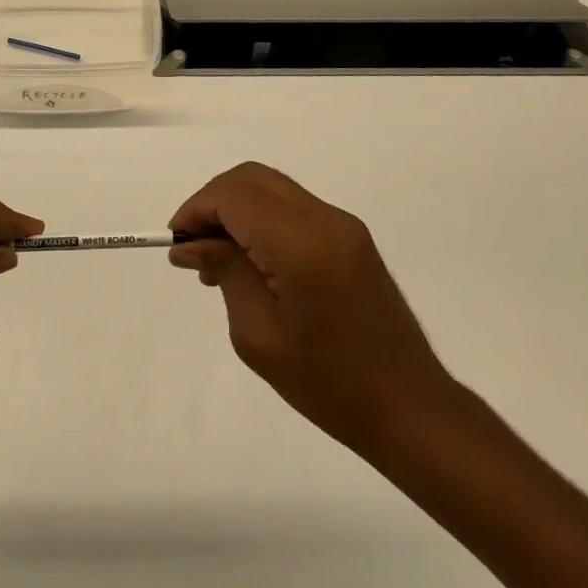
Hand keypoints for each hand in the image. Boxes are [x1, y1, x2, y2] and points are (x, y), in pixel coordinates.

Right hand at [168, 162, 459, 460]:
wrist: (410, 408)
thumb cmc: (328, 383)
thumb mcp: (258, 335)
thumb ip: (225, 272)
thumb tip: (192, 243)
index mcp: (302, 242)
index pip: (234, 195)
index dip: (197, 209)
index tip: (177, 243)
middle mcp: (325, 219)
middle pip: (252, 179)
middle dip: (214, 202)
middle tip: (194, 248)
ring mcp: (343, 225)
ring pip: (272, 188)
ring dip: (237, 209)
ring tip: (217, 260)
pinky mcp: (351, 237)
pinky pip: (293, 208)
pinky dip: (261, 220)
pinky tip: (251, 262)